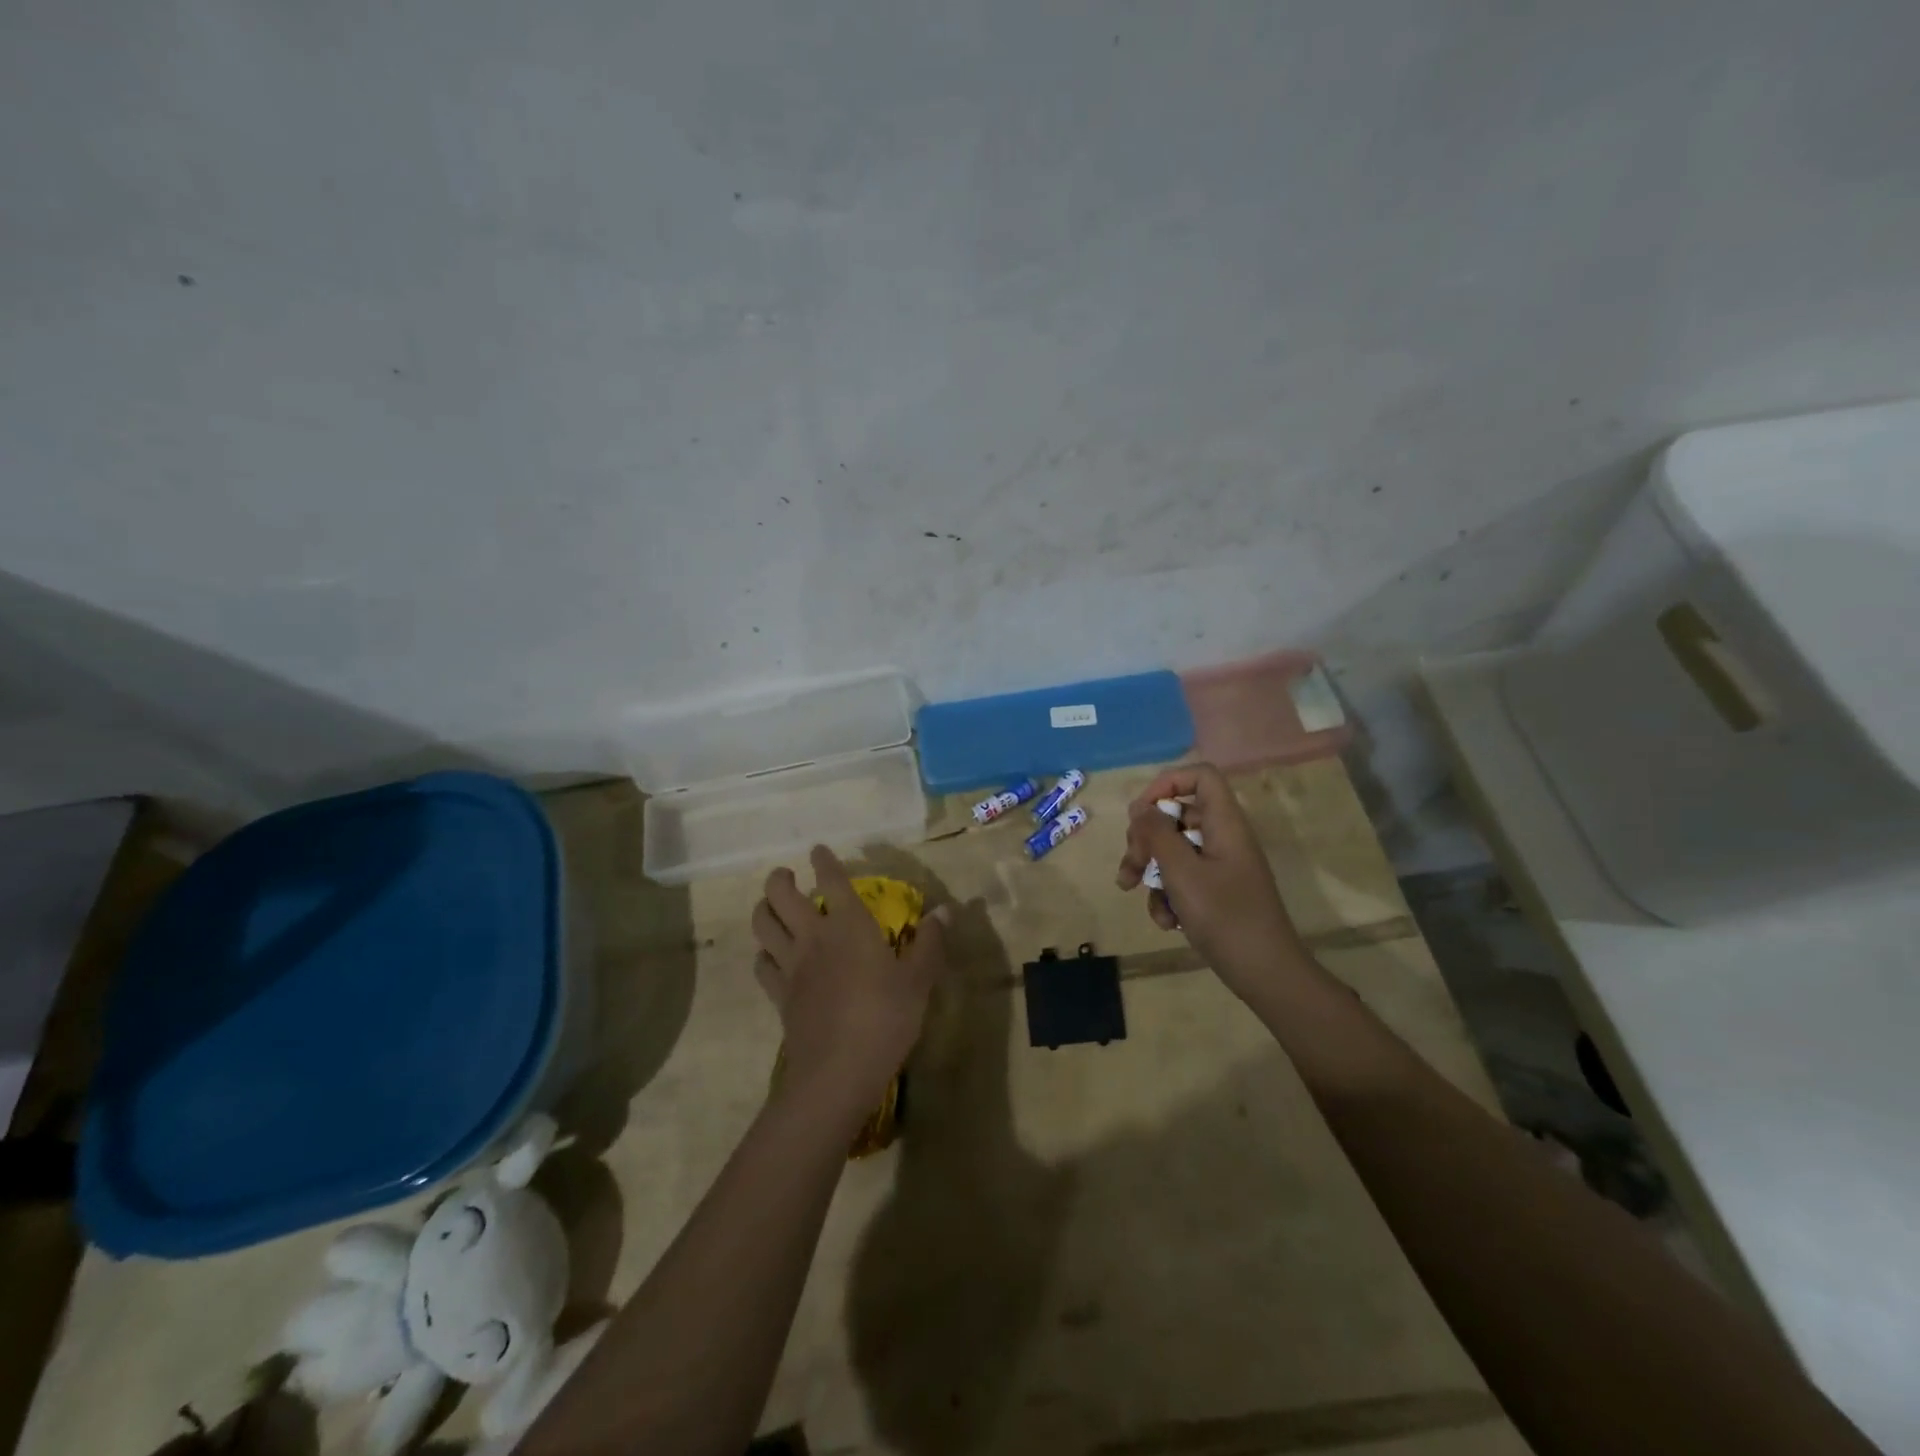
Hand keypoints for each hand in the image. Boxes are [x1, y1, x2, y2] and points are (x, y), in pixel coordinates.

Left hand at [751, 846, 951, 1121]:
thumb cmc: (886, 1017)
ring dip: (763, 910)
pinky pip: (762, 965)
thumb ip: (930, 942)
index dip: (823, 861)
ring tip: (771, 907)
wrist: (838, 1071)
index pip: (831, 880)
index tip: (818, 850)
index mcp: (849, 925)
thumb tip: (946, 910)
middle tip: (786, 876)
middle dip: (779, 879)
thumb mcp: (919, 980)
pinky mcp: (779, 996)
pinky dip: (764, 954)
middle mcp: (813, 936)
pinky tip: (772, 957)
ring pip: (762, 925)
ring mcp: (791, 966)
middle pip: (780, 895)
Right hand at [1116, 764, 1306, 1001]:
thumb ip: (1157, 834)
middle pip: (1177, 815)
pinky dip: (1168, 895)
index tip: (1141, 813)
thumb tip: (1138, 806)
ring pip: (1173, 850)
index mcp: (1224, 824)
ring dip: (1150, 870)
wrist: (1266, 975)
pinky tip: (1167, 922)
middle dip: (1146, 839)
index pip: (1200, 776)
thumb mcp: (1182, 873)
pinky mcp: (1216, 892)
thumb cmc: (1226, 918)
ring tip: (1133, 893)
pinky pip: (1183, 879)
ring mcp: (1220, 866)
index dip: (1167, 784)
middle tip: (1132, 866)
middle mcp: (1223, 838)